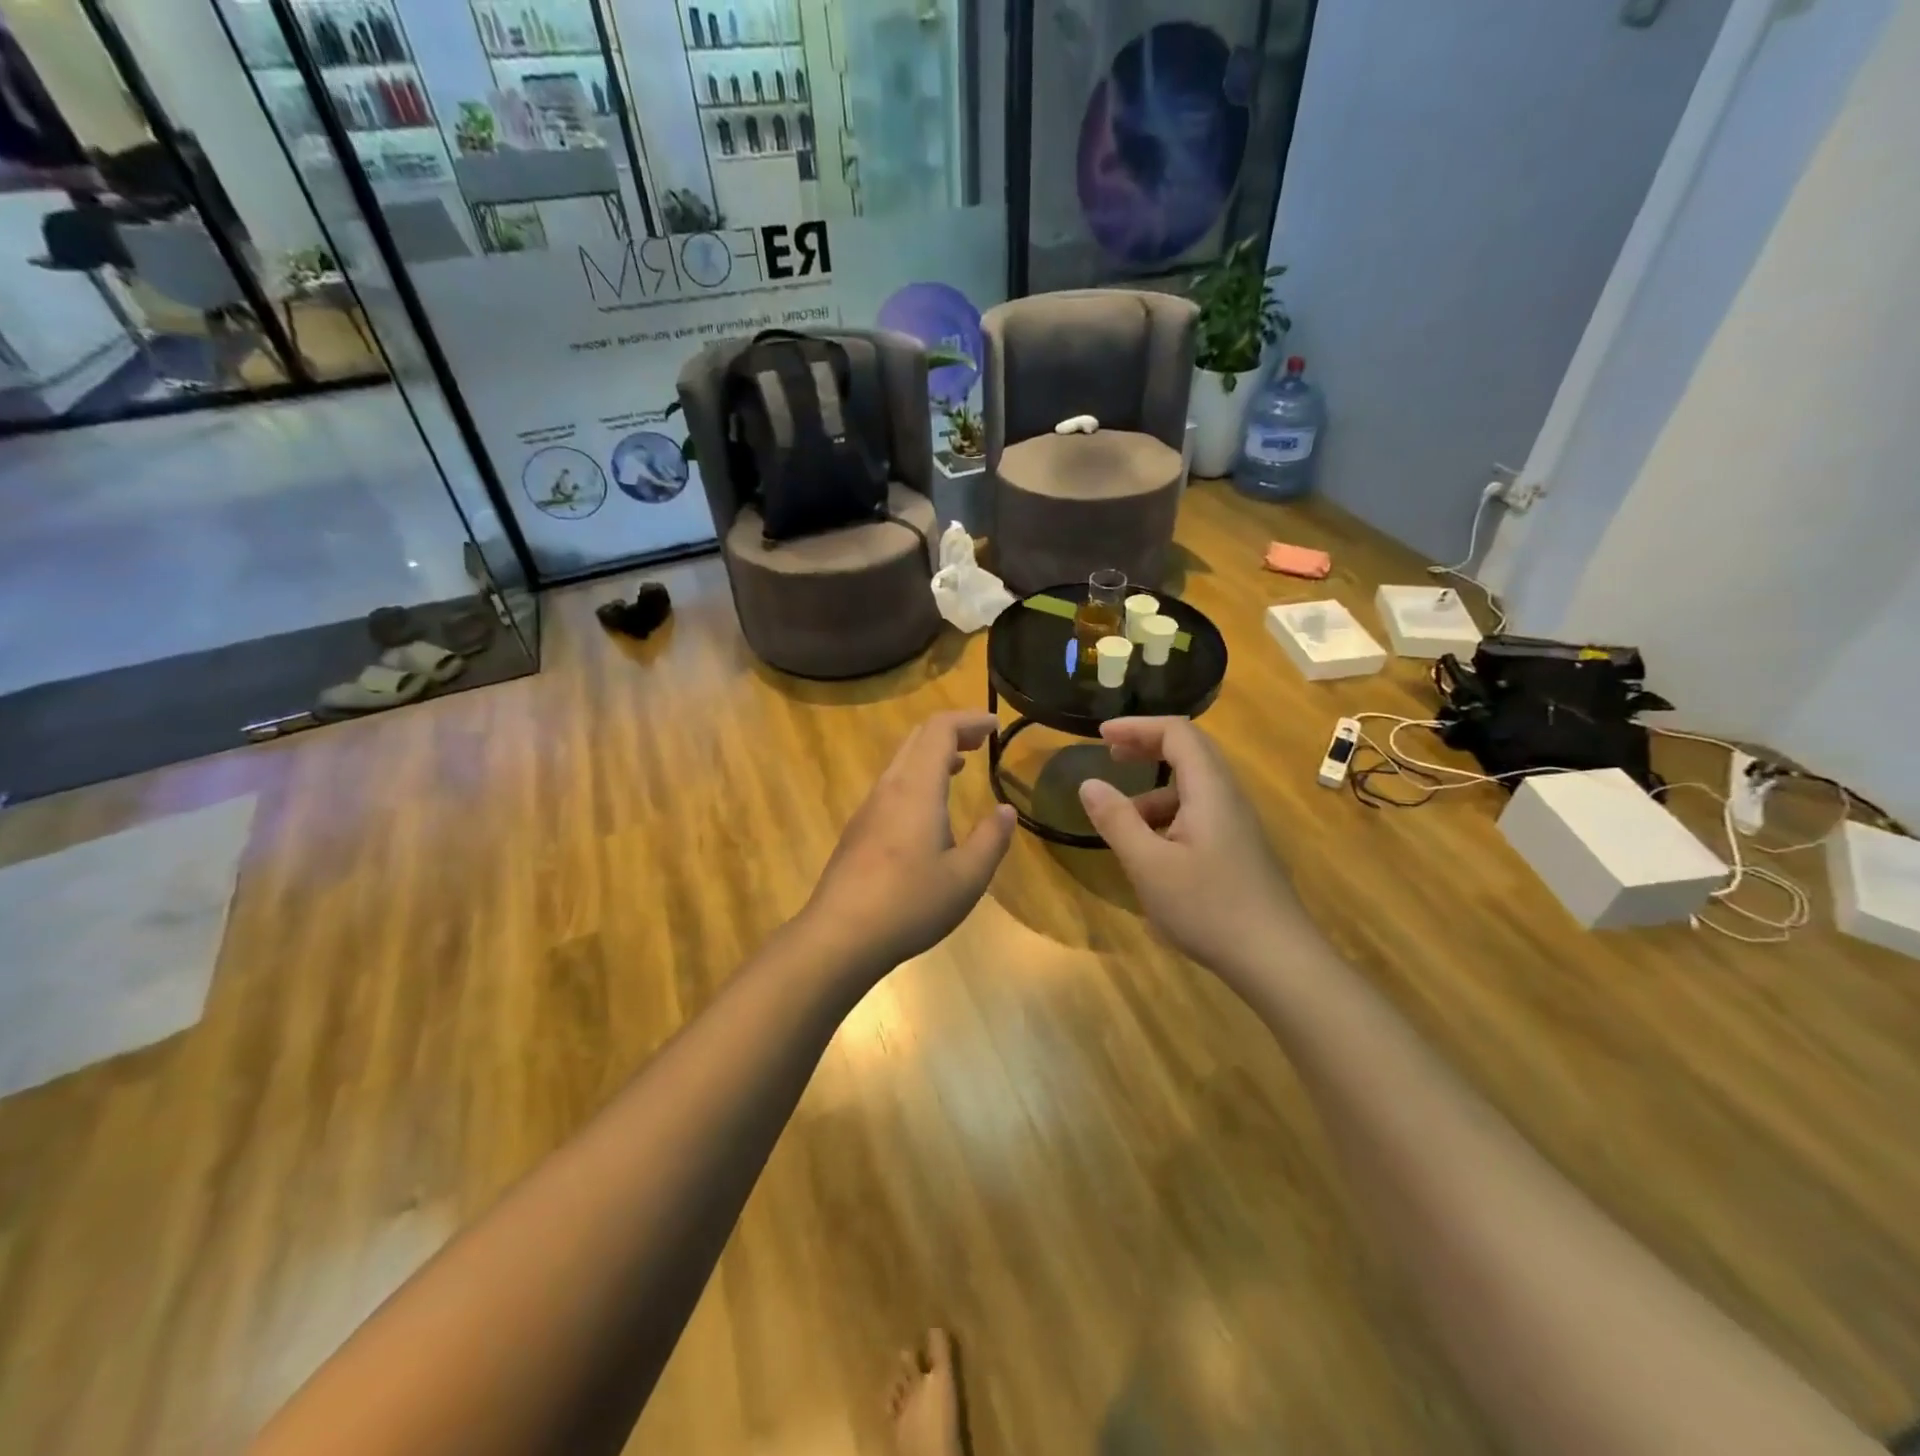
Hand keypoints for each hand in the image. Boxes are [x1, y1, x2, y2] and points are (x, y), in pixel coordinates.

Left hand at [803, 712, 1016, 972]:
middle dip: (951, 731)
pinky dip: (916, 777)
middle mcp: (890, 788)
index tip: (995, 726)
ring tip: (959, 767)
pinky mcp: (858, 830)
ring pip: (901, 761)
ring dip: (932, 754)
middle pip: (918, 738)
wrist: (840, 935)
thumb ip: (991, 839)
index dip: (969, 719)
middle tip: (980, 741)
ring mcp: (868, 808)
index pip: (940, 729)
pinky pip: (891, 785)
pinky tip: (929, 810)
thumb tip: (1005, 811)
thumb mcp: (966, 877)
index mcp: (917, 788)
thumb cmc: (909, 903)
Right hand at [1077, 717, 1307, 977]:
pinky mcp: (1239, 849)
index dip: (1137, 726)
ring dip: (1154, 791)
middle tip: (1110, 755)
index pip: (1177, 733)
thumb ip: (1117, 821)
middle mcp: (1228, 797)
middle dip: (1146, 746)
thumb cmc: (1209, 908)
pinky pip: (1200, 813)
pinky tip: (1152, 852)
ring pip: (1193, 787)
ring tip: (1122, 822)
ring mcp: (1237, 824)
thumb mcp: (1149, 866)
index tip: (1099, 735)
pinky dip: (1168, 816)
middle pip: (1189, 752)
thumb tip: (1088, 783)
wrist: (1277, 960)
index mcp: (1210, 790)